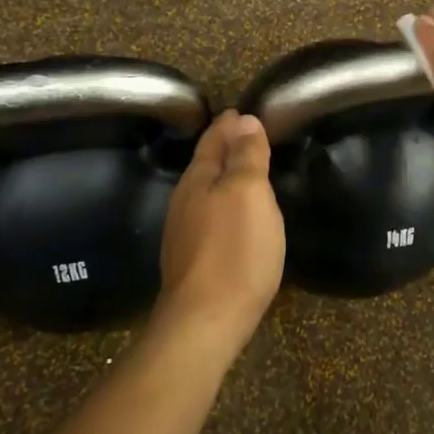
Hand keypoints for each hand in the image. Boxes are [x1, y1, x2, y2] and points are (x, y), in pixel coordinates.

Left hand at [152, 110, 285, 355]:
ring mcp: (184, 234)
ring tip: (244, 172)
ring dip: (223, 178)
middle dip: (224, 149)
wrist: (205, 321)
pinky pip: (209, 218)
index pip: (212, 141)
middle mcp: (185, 202)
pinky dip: (223, 205)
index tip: (240, 112)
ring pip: (205, 193)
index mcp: (198, 180)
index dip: (228, 126)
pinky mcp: (192, 261)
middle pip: (205, 166)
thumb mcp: (249, 193)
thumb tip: (244, 120)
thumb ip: (247, 156)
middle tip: (245, 135)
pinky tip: (235, 217)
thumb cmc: (234, 251)